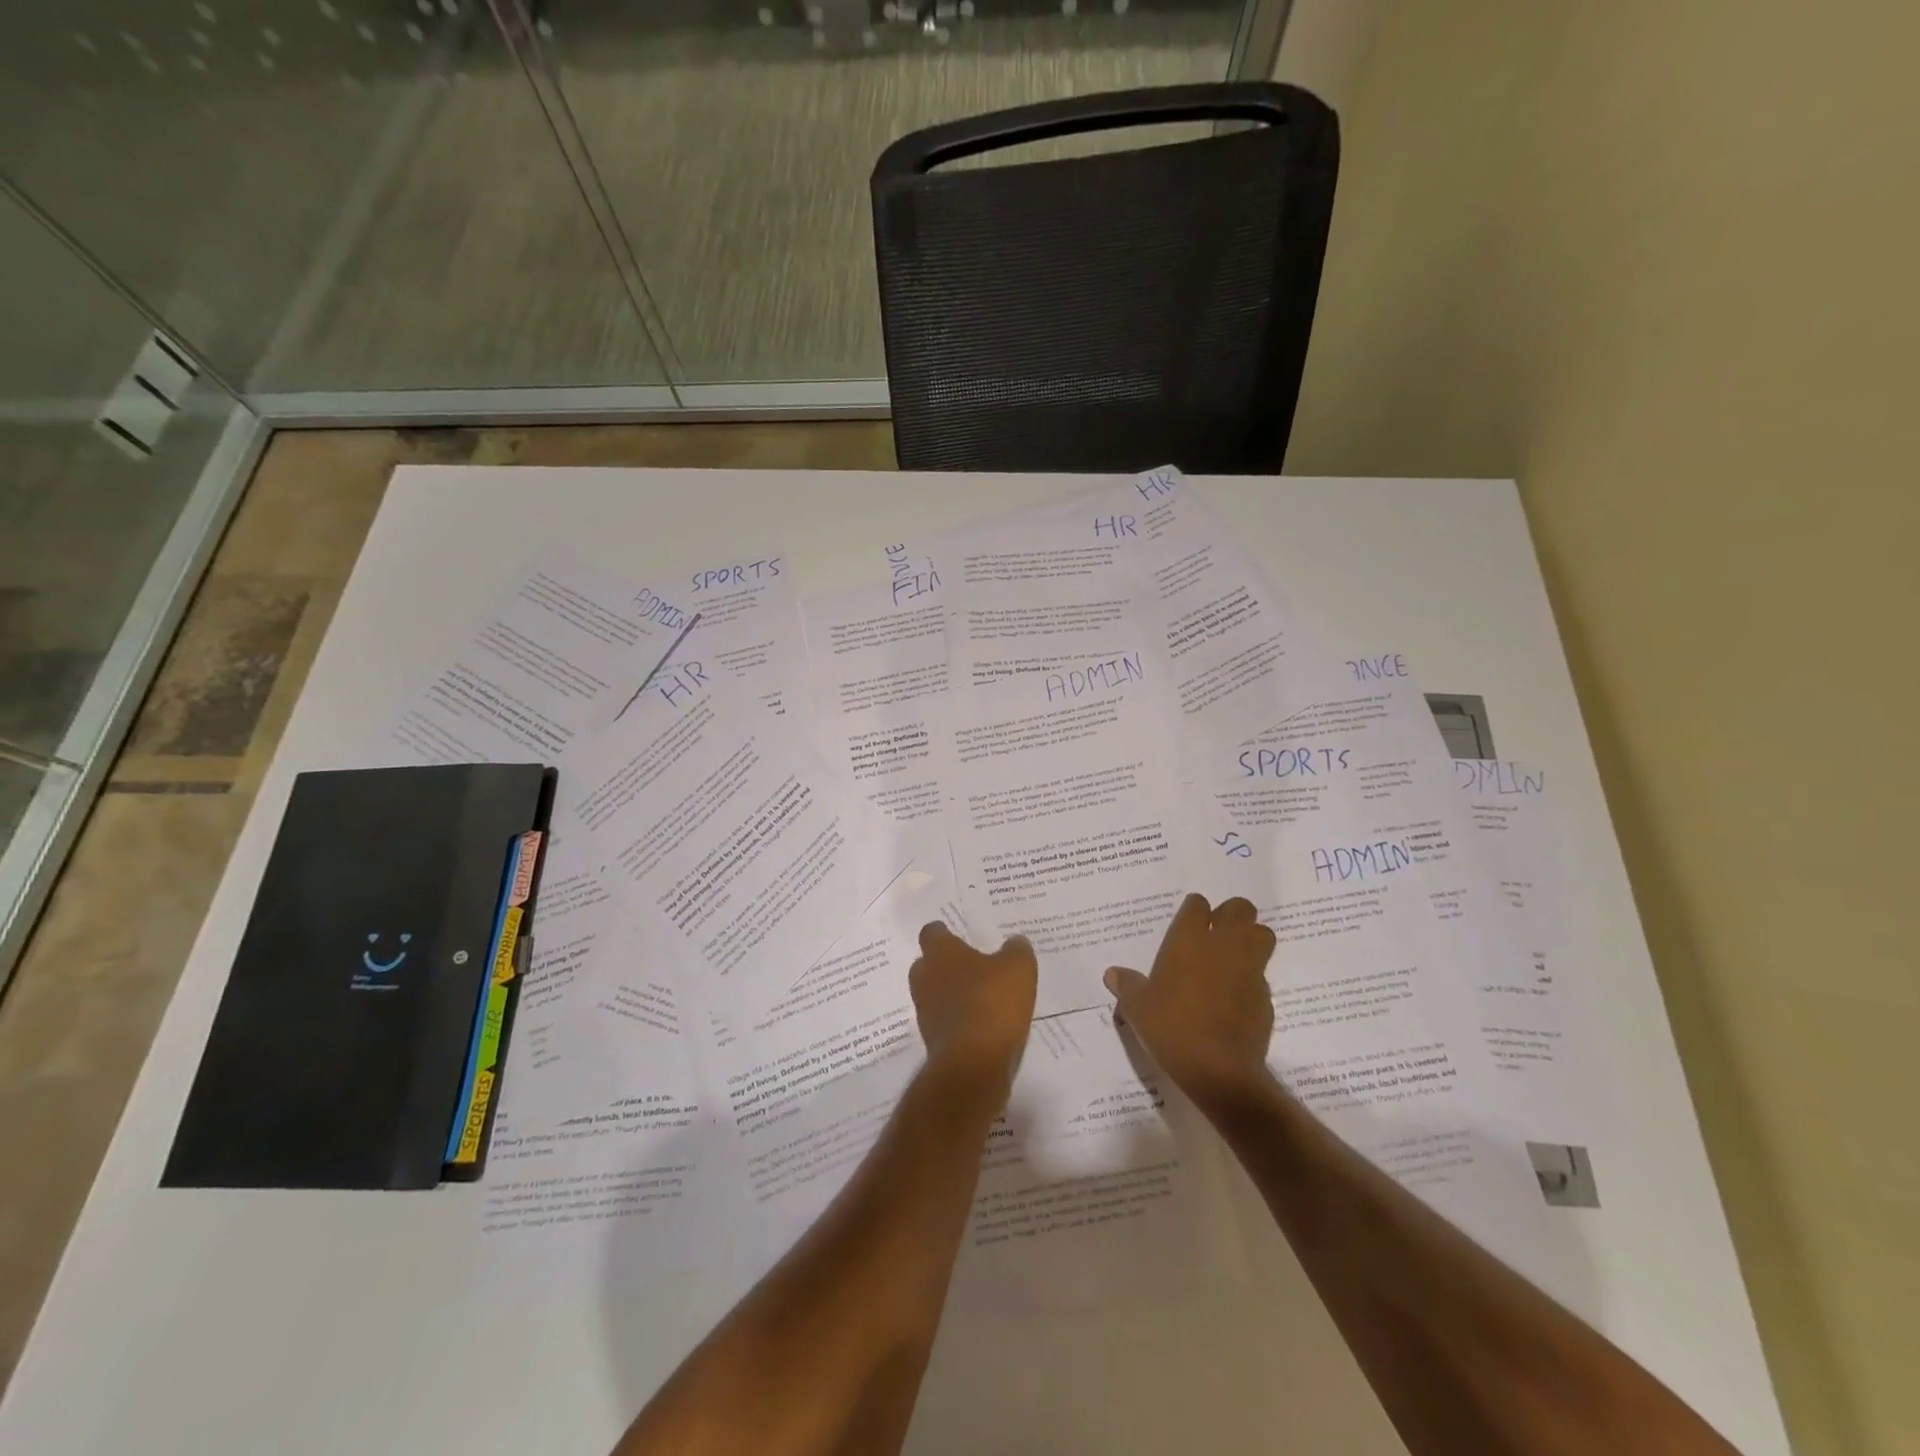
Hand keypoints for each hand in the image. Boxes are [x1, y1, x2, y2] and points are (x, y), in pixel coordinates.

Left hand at [909, 922, 1037, 1105]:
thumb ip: (1017, 950)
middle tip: (970, 965)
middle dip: (945, 965)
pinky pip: (944, 1022)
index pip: (932, 933)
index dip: (944, 933)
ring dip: (951, 995)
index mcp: (941, 953)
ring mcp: (926, 1012)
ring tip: (980, 997)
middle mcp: (925, 979)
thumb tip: (1015, 942)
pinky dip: (958, 1021)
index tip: (957, 934)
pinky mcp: (933, 1042)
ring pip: (934, 995)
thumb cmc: (992, 1003)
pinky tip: (982, 1024)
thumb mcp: (1018, 968)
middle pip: (927, 964)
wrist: (973, 1065)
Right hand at [1105, 893, 1277, 1110]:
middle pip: (1240, 908)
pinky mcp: (1266, 997)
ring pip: (1263, 934)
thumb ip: (1128, 986)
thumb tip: (1113, 974)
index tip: (1187, 922)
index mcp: (1189, 940)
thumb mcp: (1138, 1007)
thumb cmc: (1171, 1027)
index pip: (1197, 904)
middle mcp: (1223, 946)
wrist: (1218, 1069)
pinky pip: (1263, 975)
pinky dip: (1253, 979)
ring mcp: (1250, 969)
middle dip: (1231, 915)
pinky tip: (1236, 997)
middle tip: (1216, 933)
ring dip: (1252, 938)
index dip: (1194, 910)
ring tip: (1235, 955)